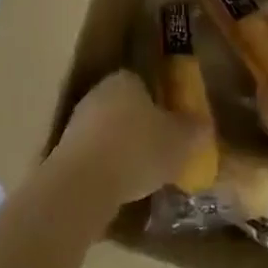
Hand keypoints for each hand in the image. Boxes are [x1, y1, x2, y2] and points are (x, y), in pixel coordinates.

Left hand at [50, 70, 201, 207]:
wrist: (83, 184)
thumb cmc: (137, 150)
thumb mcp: (180, 142)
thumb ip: (194, 130)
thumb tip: (204, 125)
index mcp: (126, 78)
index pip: (145, 84)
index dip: (160, 105)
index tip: (171, 128)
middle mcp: (99, 92)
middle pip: (125, 107)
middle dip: (140, 128)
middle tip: (160, 153)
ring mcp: (77, 120)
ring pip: (108, 131)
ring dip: (121, 149)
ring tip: (141, 176)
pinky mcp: (63, 150)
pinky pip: (93, 155)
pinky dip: (106, 168)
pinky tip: (118, 188)